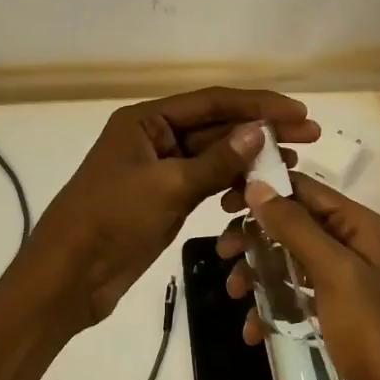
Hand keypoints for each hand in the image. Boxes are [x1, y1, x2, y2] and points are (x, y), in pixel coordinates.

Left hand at [10, 87, 319, 330]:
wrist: (69, 277)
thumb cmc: (111, 220)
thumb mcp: (167, 187)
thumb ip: (217, 160)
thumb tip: (259, 132)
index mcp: (146, 121)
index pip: (212, 103)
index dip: (258, 105)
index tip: (299, 112)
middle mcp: (154, 138)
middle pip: (216, 127)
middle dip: (261, 131)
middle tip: (310, 137)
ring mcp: (160, 169)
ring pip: (214, 156)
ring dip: (251, 159)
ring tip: (293, 164)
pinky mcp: (165, 199)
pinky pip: (206, 183)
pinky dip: (231, 184)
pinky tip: (259, 191)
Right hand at [216, 174, 379, 379]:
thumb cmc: (371, 331)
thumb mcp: (333, 272)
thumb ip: (295, 227)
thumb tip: (258, 185)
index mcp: (357, 225)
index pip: (303, 189)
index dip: (264, 190)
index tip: (224, 204)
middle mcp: (351, 244)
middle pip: (291, 223)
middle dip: (254, 236)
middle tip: (223, 252)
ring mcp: (342, 278)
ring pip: (287, 259)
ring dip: (256, 272)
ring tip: (235, 294)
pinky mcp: (333, 310)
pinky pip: (293, 294)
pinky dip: (271, 306)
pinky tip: (254, 329)